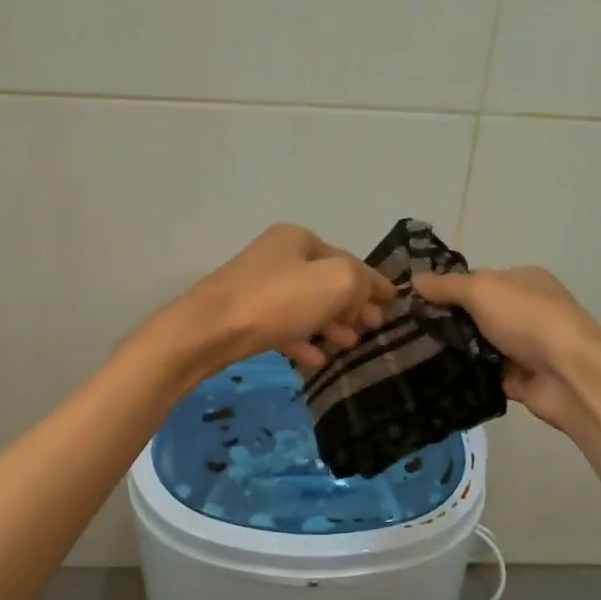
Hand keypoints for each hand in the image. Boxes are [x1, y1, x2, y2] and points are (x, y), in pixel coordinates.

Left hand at [166, 224, 395, 376]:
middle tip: (373, 330)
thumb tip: (370, 291)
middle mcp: (277, 256)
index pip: (348, 260)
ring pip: (306, 306)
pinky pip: (283, 327)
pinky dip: (303, 340)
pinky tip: (317, 360)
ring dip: (331, 325)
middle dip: (353, 306)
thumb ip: (361, 281)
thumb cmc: (276, 302)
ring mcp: (257, 287)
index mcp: (298, 239)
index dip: (374, 283)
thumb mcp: (334, 282)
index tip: (394, 305)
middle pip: (326, 282)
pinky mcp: (243, 317)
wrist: (207, 331)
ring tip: (349, 346)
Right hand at [411, 266, 600, 433]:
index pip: (478, 280)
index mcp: (522, 280)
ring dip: (453, 351)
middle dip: (445, 322)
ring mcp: (523, 346)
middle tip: (405, 333)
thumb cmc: (527, 319)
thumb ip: (447, 286)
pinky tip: (434, 379)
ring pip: (478, 346)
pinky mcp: (519, 379)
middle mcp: (525, 310)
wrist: (568, 374)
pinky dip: (465, 377)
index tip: (412, 303)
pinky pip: (483, 375)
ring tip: (411, 357)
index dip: (446, 289)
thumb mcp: (481, 290)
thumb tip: (414, 279)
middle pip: (476, 314)